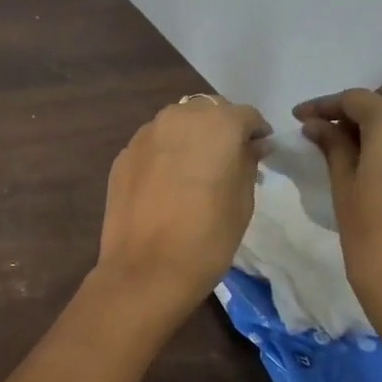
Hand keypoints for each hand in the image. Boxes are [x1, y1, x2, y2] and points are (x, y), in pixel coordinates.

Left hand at [96, 95, 269, 322]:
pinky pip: (151, 145)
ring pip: (175, 125)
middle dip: (219, 129)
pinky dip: (163, 155)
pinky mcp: (122, 156)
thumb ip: (248, 162)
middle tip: (227, 160)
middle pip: (206, 112)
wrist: (146, 269)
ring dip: (188, 138)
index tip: (260, 153)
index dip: (255, 133)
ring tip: (194, 171)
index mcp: (216, 123)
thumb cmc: (208, 236)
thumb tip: (251, 146)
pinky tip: (166, 184)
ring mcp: (144, 135)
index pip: (245, 115)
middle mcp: (177, 118)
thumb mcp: (243, 200)